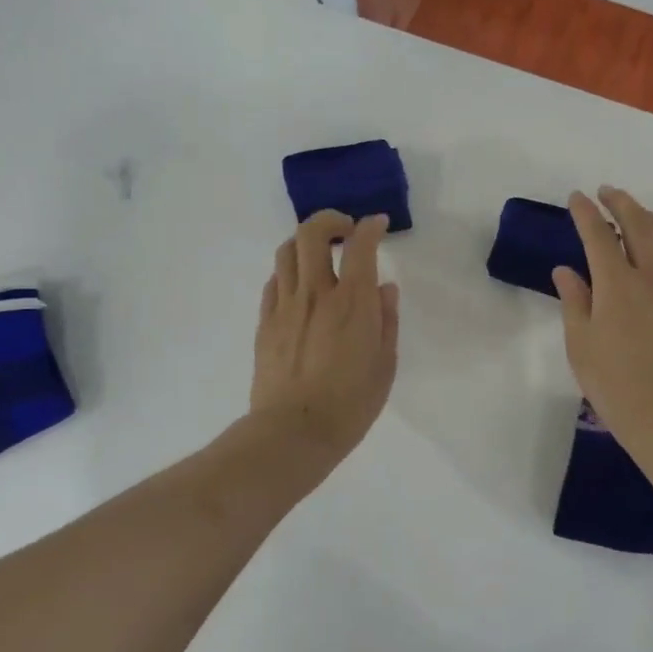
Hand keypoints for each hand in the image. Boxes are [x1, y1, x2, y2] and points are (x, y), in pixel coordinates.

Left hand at [249, 210, 400, 458]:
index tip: (378, 224)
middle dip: (330, 219)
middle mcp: (316, 293)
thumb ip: (386, 320)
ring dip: (305, 242)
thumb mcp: (385, 364)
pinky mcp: (265, 322)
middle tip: (345, 230)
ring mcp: (285, 306)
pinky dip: (289, 272)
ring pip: (286, 252)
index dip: (371, 227)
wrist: (294, 432)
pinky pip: (274, 282)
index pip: (361, 245)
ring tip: (319, 254)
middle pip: (312, 233)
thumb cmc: (351, 403)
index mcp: (353, 302)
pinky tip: (300, 287)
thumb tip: (385, 288)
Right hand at [552, 187, 652, 439]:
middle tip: (608, 192)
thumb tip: (567, 271)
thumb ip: (575, 302)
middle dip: (622, 202)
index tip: (577, 198)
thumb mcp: (581, 344)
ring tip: (642, 216)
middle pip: (640, 225)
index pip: (598, 235)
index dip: (585, 212)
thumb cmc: (615, 383)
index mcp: (617, 283)